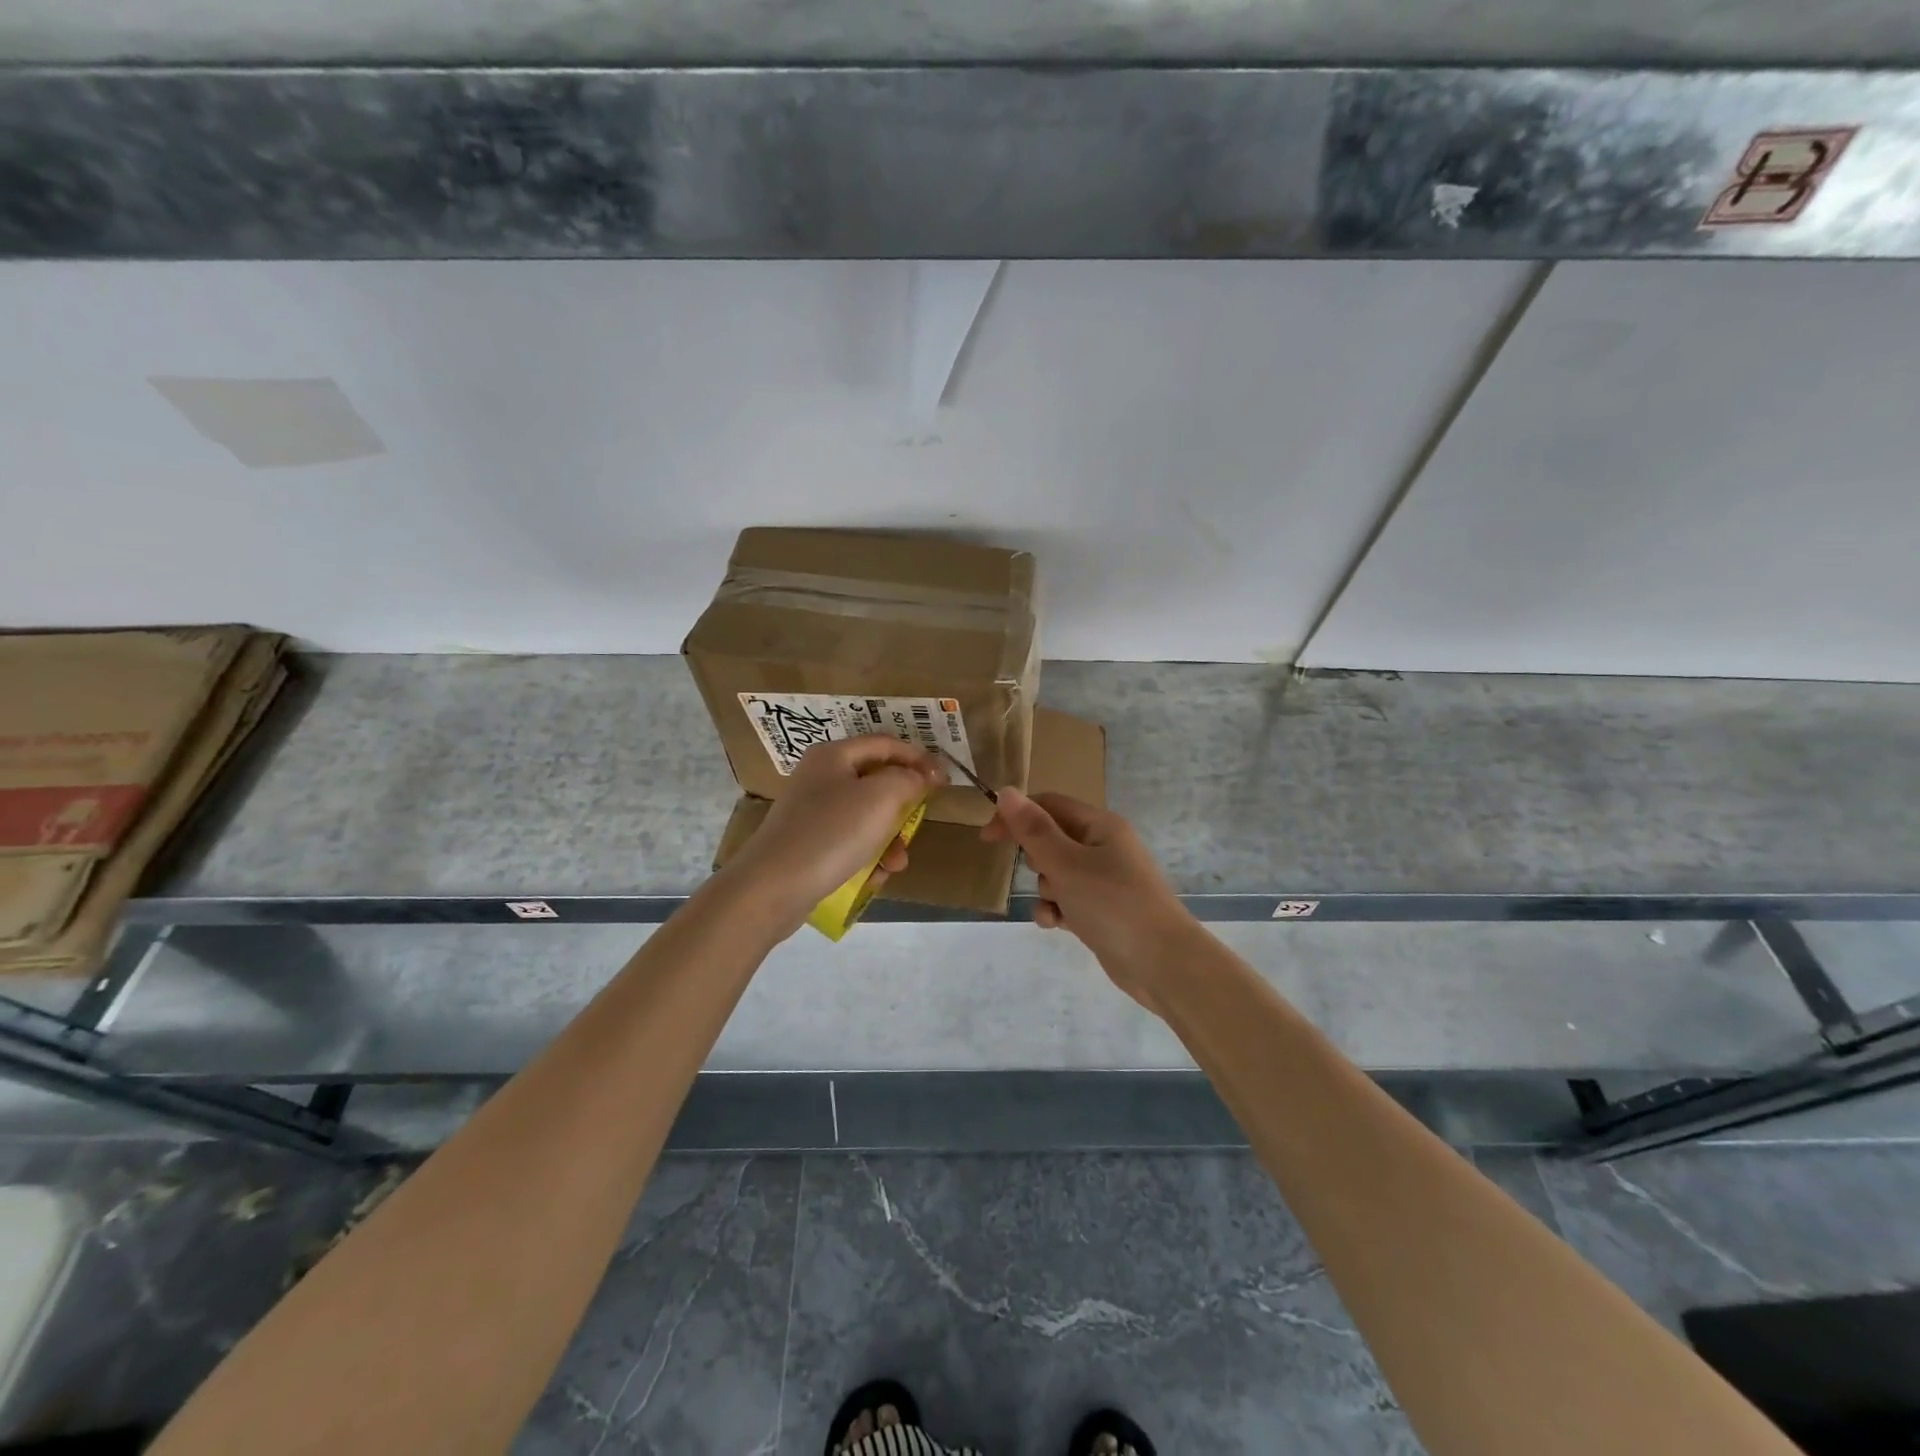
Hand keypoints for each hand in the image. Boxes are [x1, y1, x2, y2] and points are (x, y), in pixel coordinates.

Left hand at [723, 734, 945, 934]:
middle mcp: (821, 778)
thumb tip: (921, 776)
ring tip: (895, 864)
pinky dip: (867, 857)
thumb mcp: (881, 798)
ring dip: (889, 840)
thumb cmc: (831, 833)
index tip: (945, 781)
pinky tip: (872, 877)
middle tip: (918, 826)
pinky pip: (850, 843)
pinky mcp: (809, 844)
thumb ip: (908, 779)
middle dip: (903, 808)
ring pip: (867, 817)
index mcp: (834, 755)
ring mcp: (812, 812)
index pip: (886, 744)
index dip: (919, 758)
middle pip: (877, 782)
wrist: (772, 887)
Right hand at [982, 789, 1198, 1012]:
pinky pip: (1066, 900)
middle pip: (1051, 839)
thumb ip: (1033, 829)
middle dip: (1037, 859)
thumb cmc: (1113, 903)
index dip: (1016, 815)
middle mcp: (1104, 847)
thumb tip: (1006, 791)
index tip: (987, 838)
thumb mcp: (1066, 863)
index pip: (1049, 804)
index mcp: (1100, 825)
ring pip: (1055, 873)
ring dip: (1047, 890)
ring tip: (1060, 907)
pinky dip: (1057, 910)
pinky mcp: (1101, 910)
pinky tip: (1058, 925)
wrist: (1162, 963)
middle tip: (1047, 875)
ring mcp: (1104, 880)